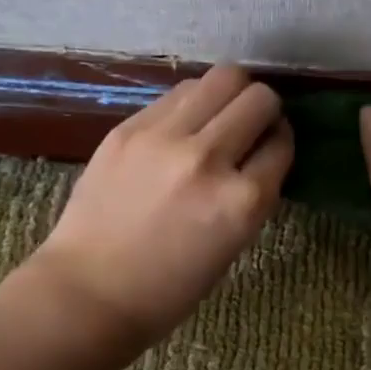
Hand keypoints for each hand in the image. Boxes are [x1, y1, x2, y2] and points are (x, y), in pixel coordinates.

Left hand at [31, 65, 292, 345]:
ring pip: (222, 78)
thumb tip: (262, 147)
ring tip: (217, 116)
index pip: (282, 143)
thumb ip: (252, 193)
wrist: (88, 292)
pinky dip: (192, 102)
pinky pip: (178, 93)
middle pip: (259, 98)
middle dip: (264, 108)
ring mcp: (165, 138)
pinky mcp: (130, 128)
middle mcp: (209, 159)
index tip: (271, 144)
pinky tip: (182, 125)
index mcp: (242, 202)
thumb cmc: (168, 288)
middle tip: (250, 125)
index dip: (281, 141)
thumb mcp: (232, 245)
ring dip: (230, 95)